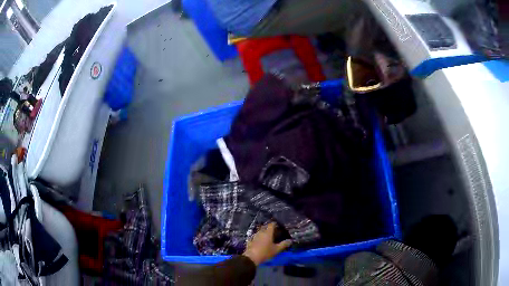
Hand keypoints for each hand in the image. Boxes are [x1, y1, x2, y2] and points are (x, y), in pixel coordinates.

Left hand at [243, 222, 291, 265]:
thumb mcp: (276, 249)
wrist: (251, 257)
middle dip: (269, 228)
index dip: (275, 224)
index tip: (278, 226)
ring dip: (263, 232)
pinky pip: (255, 236)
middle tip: (274, 231)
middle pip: (265, 227)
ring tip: (267, 236)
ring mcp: (254, 236)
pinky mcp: (250, 240)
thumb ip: (284, 244)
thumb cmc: (265, 252)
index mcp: (268, 233)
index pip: (271, 225)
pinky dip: (258, 237)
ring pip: (260, 231)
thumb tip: (290, 240)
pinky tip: (259, 240)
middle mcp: (261, 232)